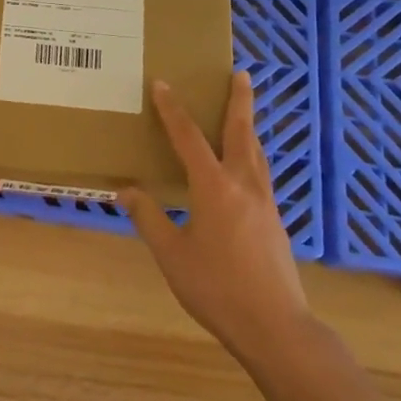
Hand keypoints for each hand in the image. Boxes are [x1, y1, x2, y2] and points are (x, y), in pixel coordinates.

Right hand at [121, 71, 311, 363]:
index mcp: (214, 188)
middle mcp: (244, 185)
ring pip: (257, 152)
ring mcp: (265, 203)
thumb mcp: (171, 255)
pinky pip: (261, 173)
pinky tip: (246, 168)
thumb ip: (149, 218)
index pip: (189, 138)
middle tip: (241, 73)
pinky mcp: (275, 221)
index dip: (174, 109)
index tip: (163, 83)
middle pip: (241, 132)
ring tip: (243, 111)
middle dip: (239, 101)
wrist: (275, 326)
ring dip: (249, 126)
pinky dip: (252, 155)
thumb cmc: (216, 289)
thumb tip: (125, 190)